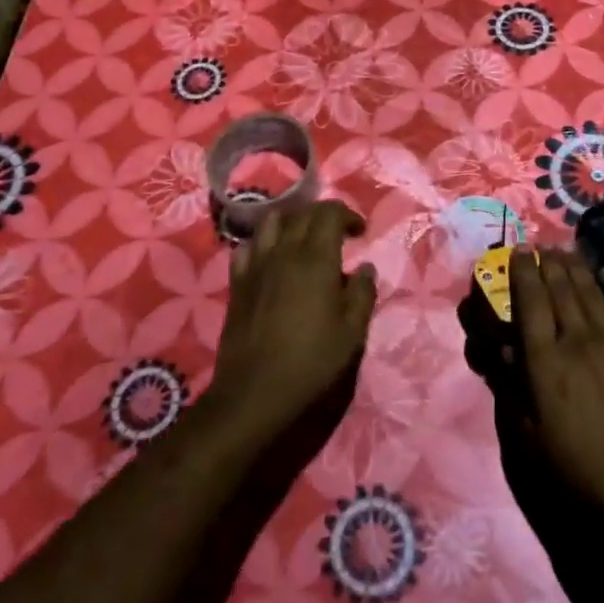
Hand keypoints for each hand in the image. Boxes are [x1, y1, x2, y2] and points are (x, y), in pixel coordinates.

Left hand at [209, 201, 375, 443]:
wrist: (256, 390)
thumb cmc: (312, 361)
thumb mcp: (352, 332)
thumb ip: (363, 294)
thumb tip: (365, 268)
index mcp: (316, 259)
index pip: (330, 213)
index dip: (347, 214)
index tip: (360, 232)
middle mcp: (284, 251)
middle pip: (302, 213)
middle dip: (323, 215)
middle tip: (337, 233)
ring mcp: (256, 264)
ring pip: (271, 221)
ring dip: (292, 221)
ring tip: (303, 239)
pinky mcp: (237, 281)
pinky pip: (248, 246)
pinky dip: (263, 243)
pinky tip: (271, 259)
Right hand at [510, 249, 603, 544]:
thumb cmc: (577, 470)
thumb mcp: (529, 437)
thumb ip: (512, 388)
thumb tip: (501, 349)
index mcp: (544, 361)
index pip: (530, 302)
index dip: (523, 272)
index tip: (519, 251)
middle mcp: (577, 339)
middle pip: (560, 288)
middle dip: (548, 262)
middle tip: (541, 245)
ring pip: (590, 291)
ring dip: (576, 266)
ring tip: (566, 250)